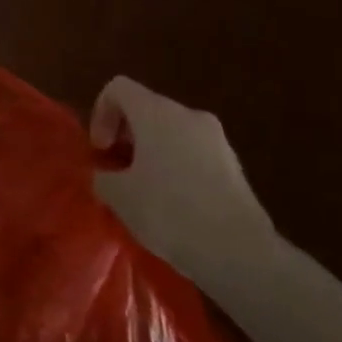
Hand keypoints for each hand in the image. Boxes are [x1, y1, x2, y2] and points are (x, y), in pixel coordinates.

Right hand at [92, 78, 276, 286]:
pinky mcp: (234, 165)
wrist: (240, 252)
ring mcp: (216, 139)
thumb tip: (106, 176)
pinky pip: (194, 153)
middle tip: (119, 171)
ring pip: (172, 132)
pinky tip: (175, 205)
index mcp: (156, 112)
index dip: (101, 113)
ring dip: (152, 153)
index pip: (118, 88)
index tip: (102, 150)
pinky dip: (178, 168)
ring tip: (146, 192)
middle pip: (146, 109)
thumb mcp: (120, 196)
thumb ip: (103, 177)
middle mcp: (188, 114)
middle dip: (127, 136)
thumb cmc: (170, 212)